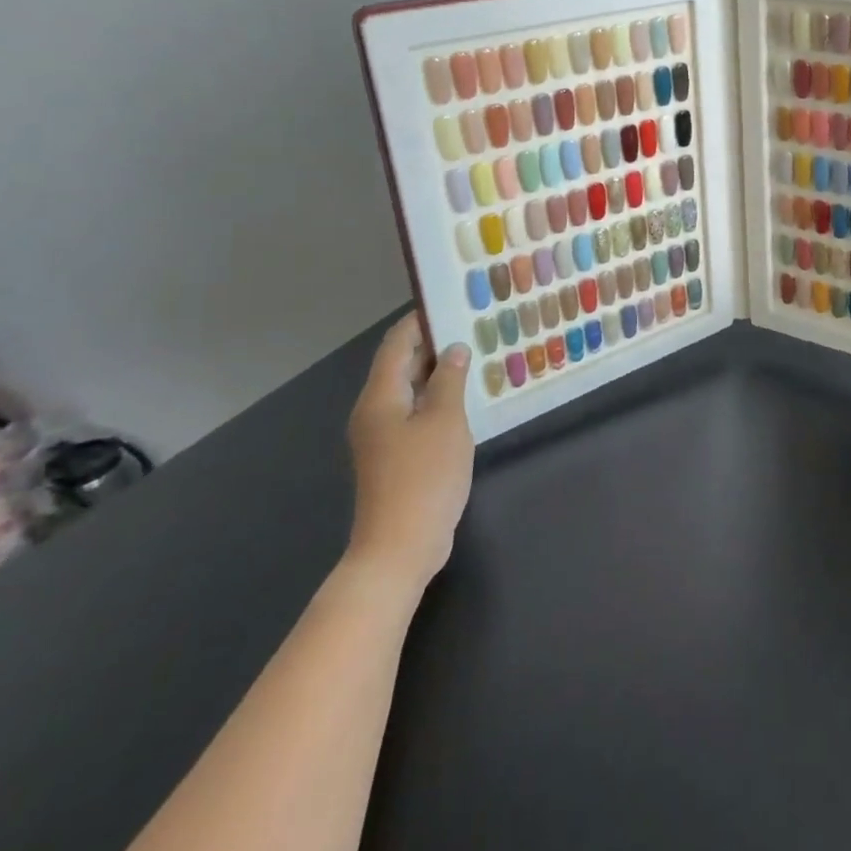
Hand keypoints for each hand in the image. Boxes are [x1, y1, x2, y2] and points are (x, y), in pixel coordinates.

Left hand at [345, 314, 474, 602]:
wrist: (400, 547)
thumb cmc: (423, 477)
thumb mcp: (445, 421)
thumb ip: (450, 381)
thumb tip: (454, 350)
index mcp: (380, 397)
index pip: (396, 344)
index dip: (420, 321)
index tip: (450, 303)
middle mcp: (374, 411)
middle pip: (401, 366)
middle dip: (434, 345)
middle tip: (473, 328)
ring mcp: (383, 437)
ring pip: (410, 391)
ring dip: (439, 374)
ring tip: (476, 357)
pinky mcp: (395, 457)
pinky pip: (415, 414)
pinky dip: (438, 400)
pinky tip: (467, 400)